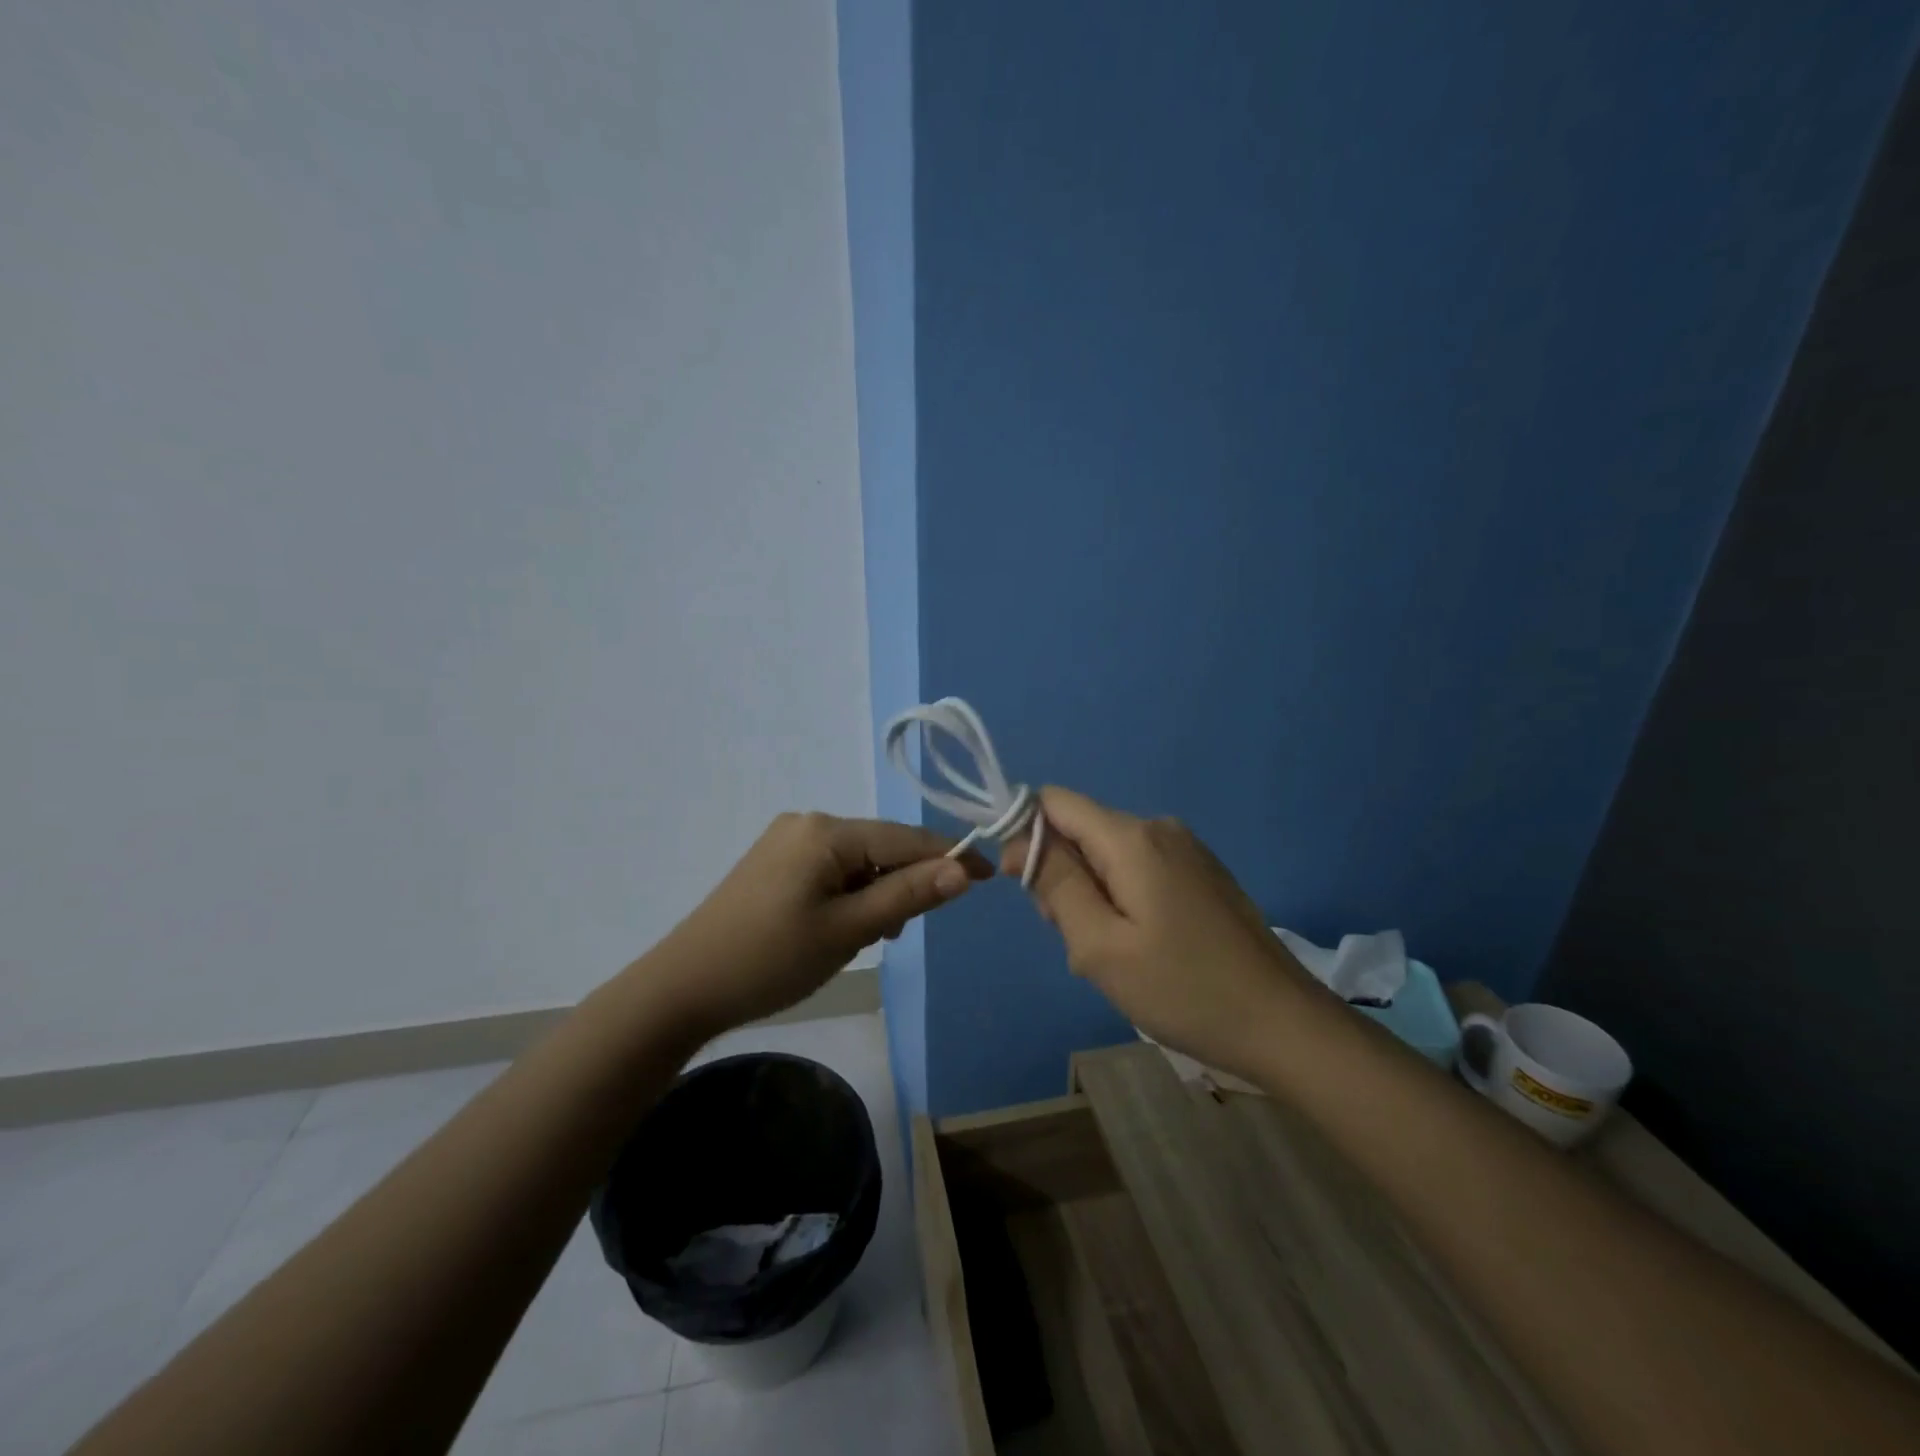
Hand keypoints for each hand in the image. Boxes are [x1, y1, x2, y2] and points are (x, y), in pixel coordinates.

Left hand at [653, 812, 990, 1037]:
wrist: (682, 988)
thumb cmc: (770, 959)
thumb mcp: (848, 930)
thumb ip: (907, 896)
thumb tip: (963, 871)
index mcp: (826, 831)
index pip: (906, 838)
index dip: (950, 857)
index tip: (991, 875)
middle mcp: (808, 823)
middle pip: (881, 848)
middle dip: (902, 885)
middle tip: (898, 935)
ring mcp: (787, 841)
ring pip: (857, 862)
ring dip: (874, 896)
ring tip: (864, 941)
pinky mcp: (775, 863)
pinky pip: (831, 871)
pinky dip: (849, 896)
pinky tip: (841, 929)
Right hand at [1004, 787, 1317, 1079]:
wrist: (1285, 1025)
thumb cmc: (1184, 989)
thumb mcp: (1100, 945)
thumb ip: (1054, 884)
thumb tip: (1017, 841)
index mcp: (1131, 837)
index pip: (1054, 802)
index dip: (1027, 835)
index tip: (1028, 890)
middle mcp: (1159, 828)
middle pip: (1081, 831)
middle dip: (1063, 877)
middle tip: (1082, 940)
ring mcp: (1186, 850)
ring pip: (1108, 855)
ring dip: (1092, 896)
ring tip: (1116, 954)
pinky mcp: (1202, 874)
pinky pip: (1139, 870)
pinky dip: (1123, 901)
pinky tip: (1145, 949)